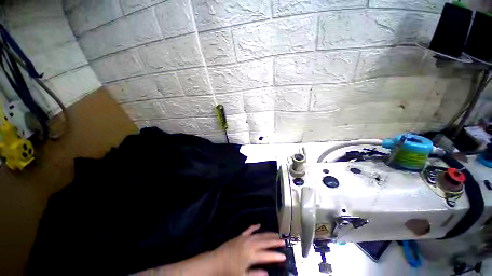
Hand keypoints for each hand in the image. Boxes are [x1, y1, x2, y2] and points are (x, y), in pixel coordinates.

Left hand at [211, 224, 285, 275]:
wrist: (216, 261)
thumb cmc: (229, 271)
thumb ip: (256, 275)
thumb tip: (268, 273)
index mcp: (251, 255)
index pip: (267, 255)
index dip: (276, 255)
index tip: (284, 255)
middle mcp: (250, 244)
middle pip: (264, 242)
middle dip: (274, 241)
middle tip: (283, 240)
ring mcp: (245, 238)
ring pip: (259, 235)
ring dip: (267, 234)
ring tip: (276, 233)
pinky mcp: (240, 236)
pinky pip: (249, 230)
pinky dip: (254, 227)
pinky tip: (259, 224)